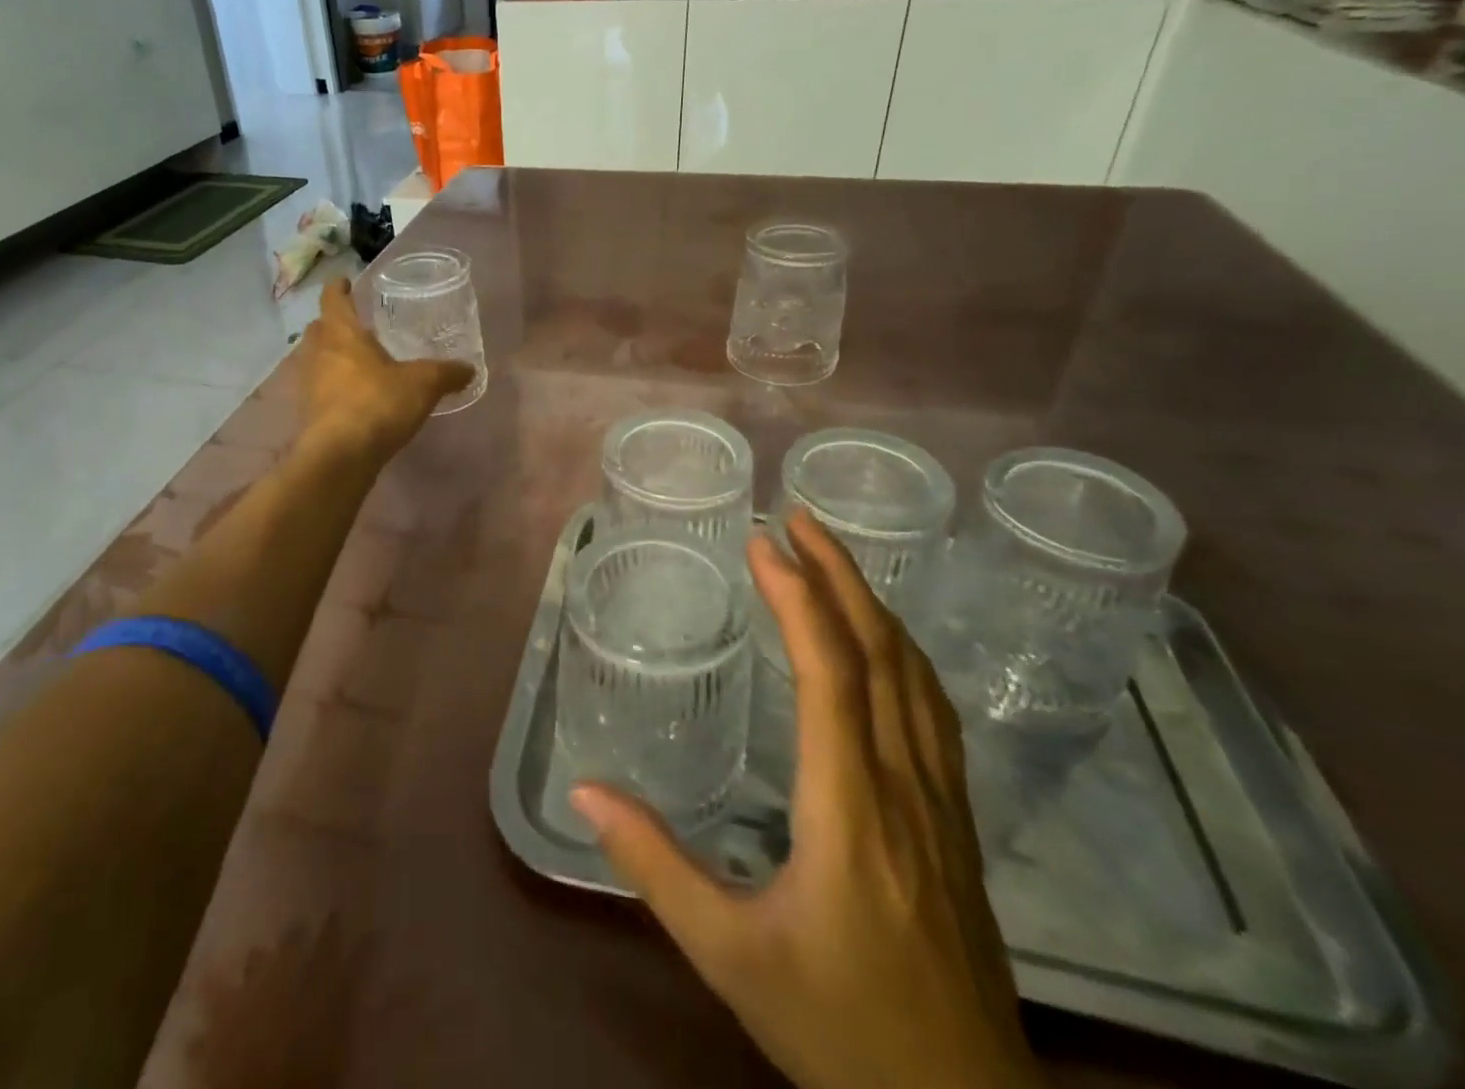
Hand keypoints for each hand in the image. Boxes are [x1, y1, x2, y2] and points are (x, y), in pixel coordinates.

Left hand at [294, 278, 473, 460]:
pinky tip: (354, 399)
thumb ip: (447, 373)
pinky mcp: (307, 414)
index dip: (339, 288)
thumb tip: (470, 369)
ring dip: (332, 358)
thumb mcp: (423, 384)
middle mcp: (318, 353)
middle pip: (319, 329)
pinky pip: (319, 390)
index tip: (345, 282)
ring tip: (358, 364)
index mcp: (341, 333)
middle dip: (334, 325)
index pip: (333, 299)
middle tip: (357, 327)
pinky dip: (333, 388)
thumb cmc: (378, 403)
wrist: (340, 456)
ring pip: (316, 360)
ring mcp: (307, 385)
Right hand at [571, 511, 1040, 1088]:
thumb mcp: (730, 954)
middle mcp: (904, 785)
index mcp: (849, 807)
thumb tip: (587, 794)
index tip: (763, 542)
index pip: (830, 673)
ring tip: (832, 558)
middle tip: (798, 517)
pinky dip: (902, 651)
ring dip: (873, 604)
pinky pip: (933, 710)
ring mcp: (942, 801)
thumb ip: (656, 868)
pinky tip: (884, 641)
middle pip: (881, 654)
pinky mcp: (956, 821)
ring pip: (915, 676)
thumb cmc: (840, 1026)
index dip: (798, 597)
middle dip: (839, 574)